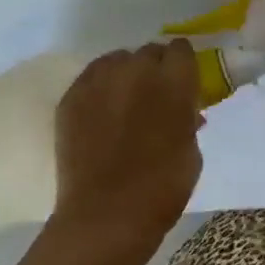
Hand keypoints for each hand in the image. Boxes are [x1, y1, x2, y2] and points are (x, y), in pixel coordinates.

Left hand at [50, 39, 203, 259]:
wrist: (107, 214)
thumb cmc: (162, 188)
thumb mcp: (192, 151)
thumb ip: (187, 120)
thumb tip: (184, 110)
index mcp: (174, 82)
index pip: (181, 49)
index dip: (182, 65)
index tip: (182, 82)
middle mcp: (137, 70)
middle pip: (149, 51)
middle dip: (155, 68)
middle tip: (155, 96)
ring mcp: (100, 81)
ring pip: (117, 59)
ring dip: (126, 73)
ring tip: (125, 100)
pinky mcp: (72, 96)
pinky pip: (91, 77)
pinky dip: (100, 87)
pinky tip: (102, 110)